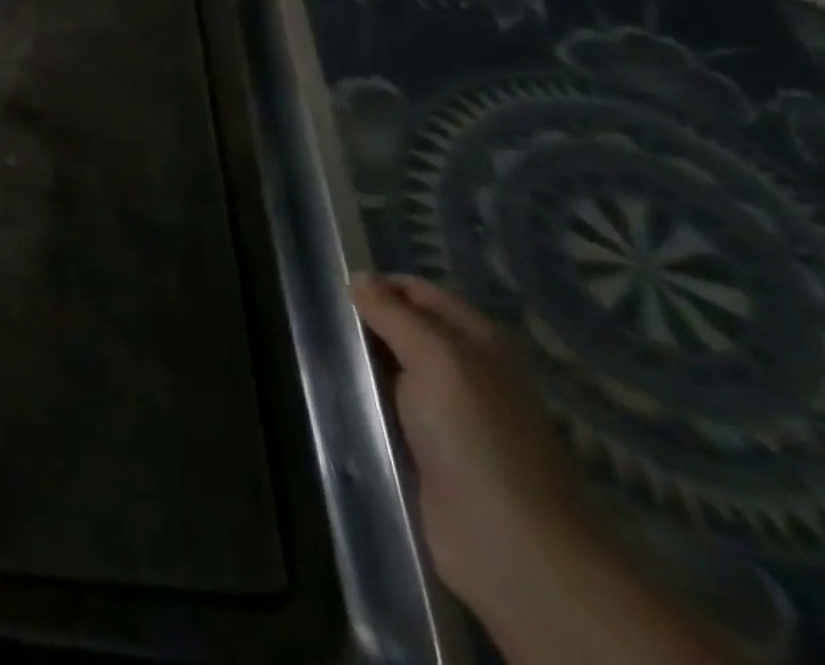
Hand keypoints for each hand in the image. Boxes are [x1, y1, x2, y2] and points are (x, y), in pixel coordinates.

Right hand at [351, 273, 591, 613]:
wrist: (509, 545)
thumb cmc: (476, 436)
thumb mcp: (436, 358)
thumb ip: (394, 314)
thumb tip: (358, 278)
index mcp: (479, 341)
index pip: (420, 292)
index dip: (380, 285)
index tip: (334, 288)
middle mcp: (466, 371)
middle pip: (406, 330)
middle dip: (366, 323)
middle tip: (319, 319)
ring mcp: (448, 415)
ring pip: (393, 371)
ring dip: (361, 363)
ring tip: (315, 351)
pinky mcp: (428, 452)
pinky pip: (388, 410)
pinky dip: (364, 401)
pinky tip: (333, 394)